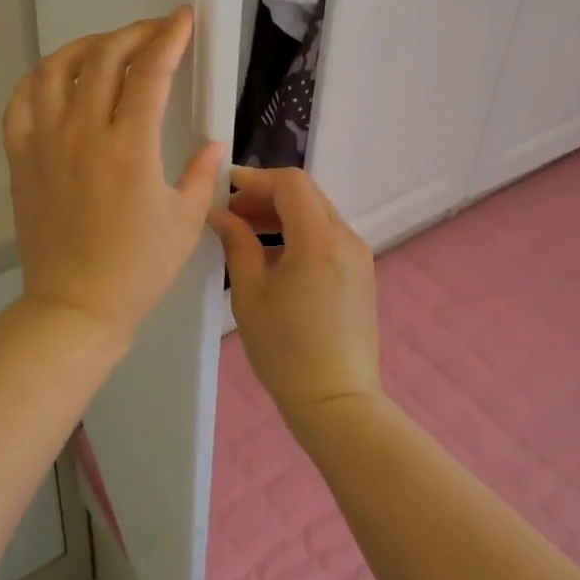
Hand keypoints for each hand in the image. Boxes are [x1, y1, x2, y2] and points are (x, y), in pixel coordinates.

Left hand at [3, 9, 224, 342]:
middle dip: (134, 34)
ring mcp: (45, 143)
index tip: (183, 19)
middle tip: (155, 32)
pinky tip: (57, 77)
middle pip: (104, 59)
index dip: (169, 37)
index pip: (150, 72)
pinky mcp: (22, 158)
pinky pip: (20, 102)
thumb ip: (202, 174)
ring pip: (56, 70)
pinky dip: (39, 78)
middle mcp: (83, 134)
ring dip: (85, 46)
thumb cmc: (137, 269)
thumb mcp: (184, 222)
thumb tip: (213, 142)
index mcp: (130, 148)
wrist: (75, 306)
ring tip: (107, 47)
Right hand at [208, 166, 380, 427]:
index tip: (224, 188)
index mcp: (319, 240)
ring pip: (317, 213)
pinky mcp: (360, 273)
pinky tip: (272, 255)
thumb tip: (218, 213)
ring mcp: (358, 255)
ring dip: (281, 213)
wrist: (336, 401)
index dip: (255, 178)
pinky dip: (298, 232)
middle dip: (265, 194)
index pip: (290, 183)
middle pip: (305, 194)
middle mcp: (345, 238)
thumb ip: (237, 243)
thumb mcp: (249, 294)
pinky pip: (326, 235)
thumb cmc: (285, 350)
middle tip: (230, 211)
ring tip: (245, 231)